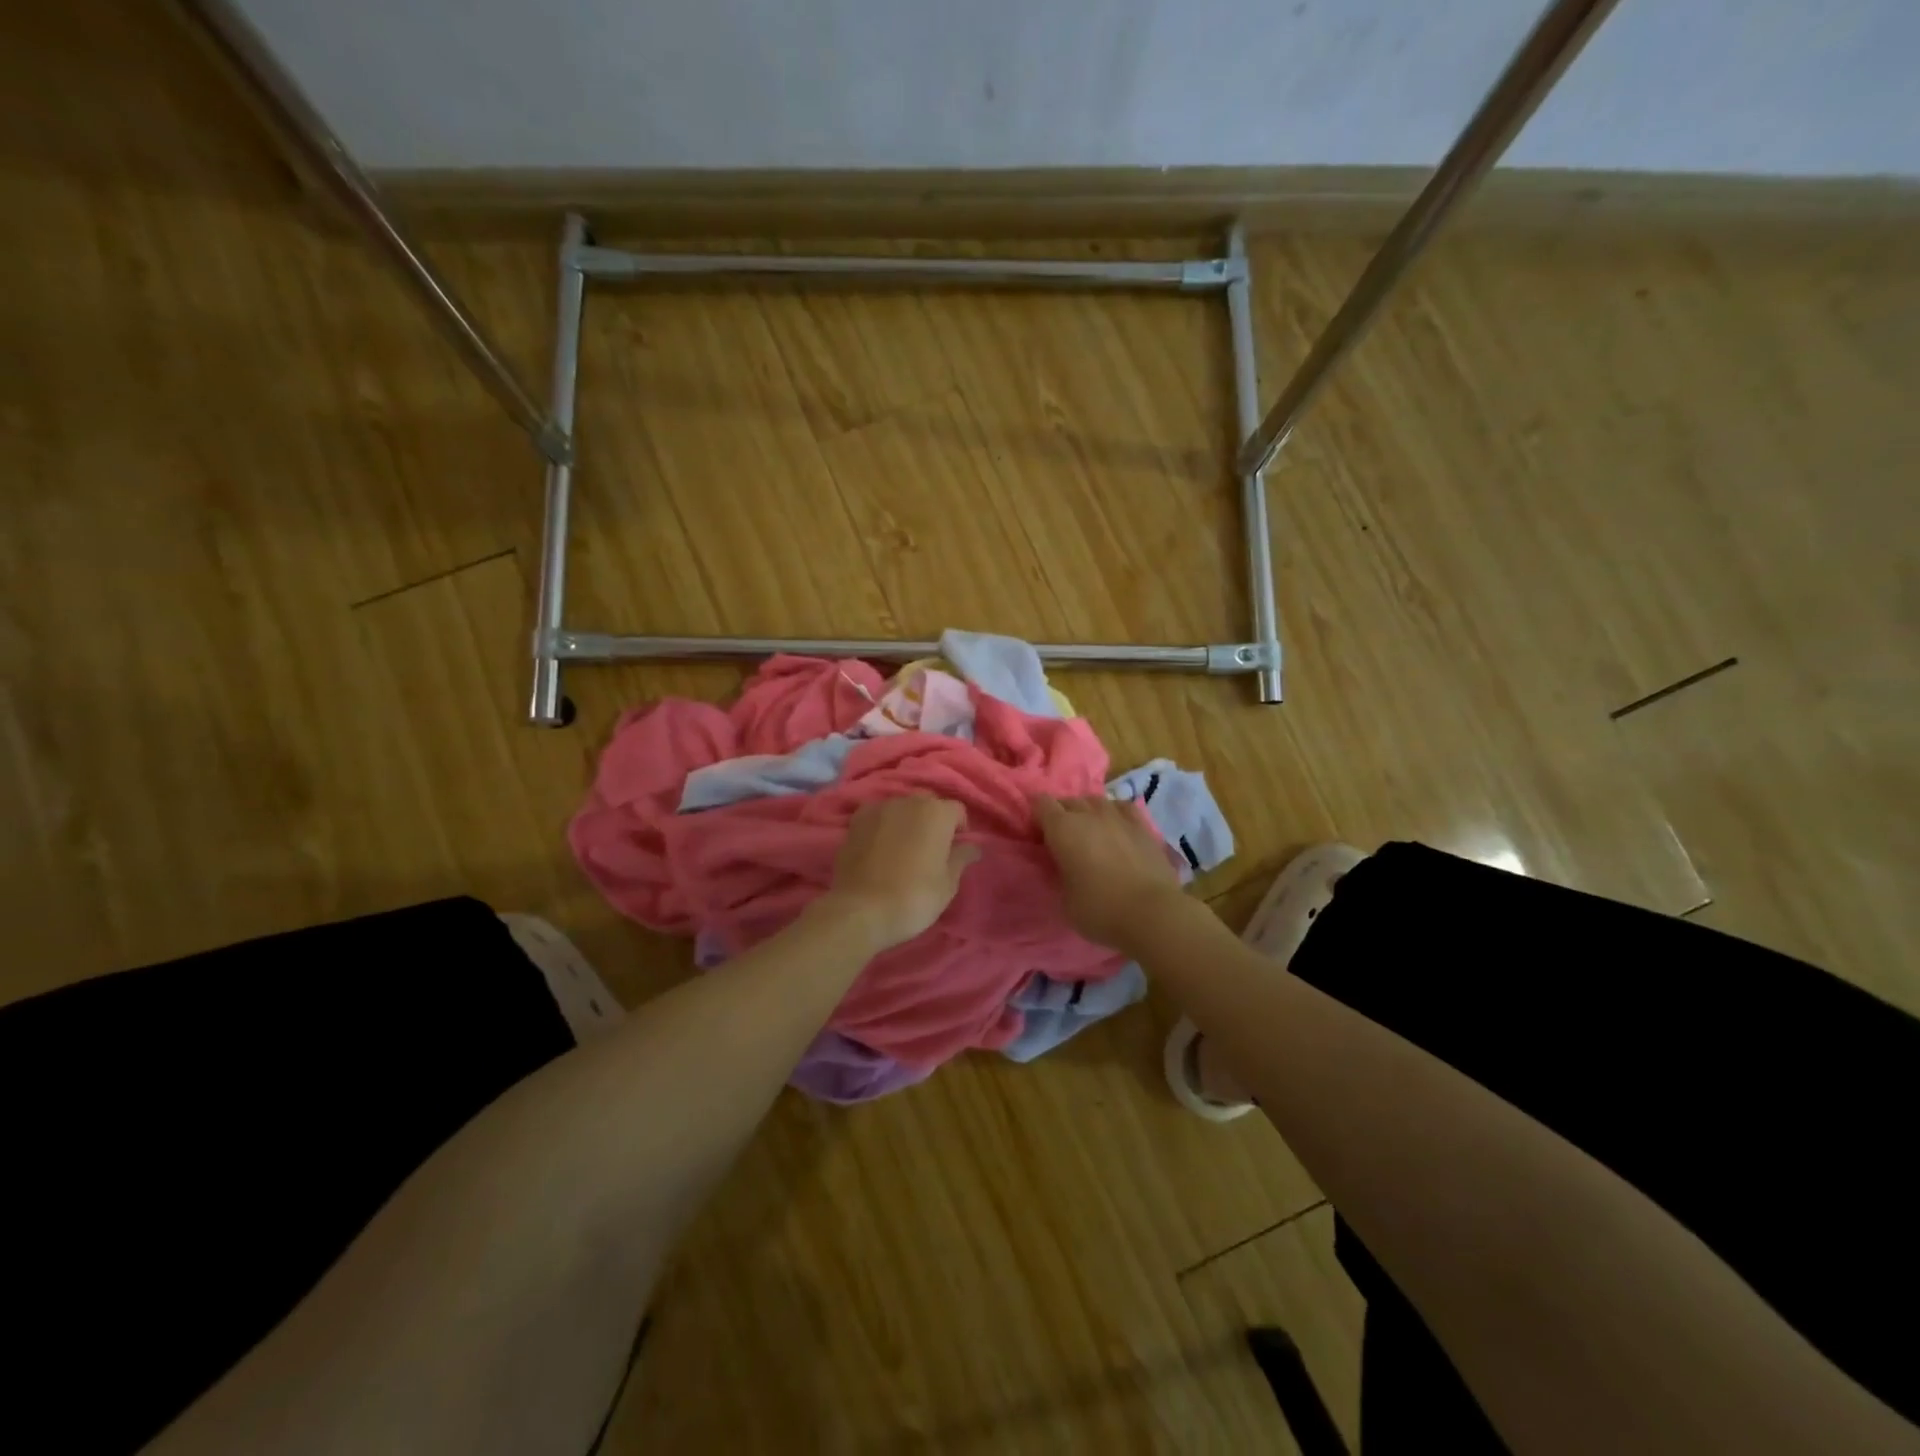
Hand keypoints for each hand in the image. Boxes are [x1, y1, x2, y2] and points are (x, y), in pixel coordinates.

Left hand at [820, 794, 979, 953]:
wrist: (860, 909)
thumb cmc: (914, 896)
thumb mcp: (948, 883)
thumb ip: (961, 858)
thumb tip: (972, 847)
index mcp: (937, 813)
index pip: (957, 811)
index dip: (959, 829)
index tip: (955, 850)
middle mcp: (908, 801)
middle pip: (928, 805)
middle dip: (932, 821)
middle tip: (930, 850)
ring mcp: (878, 808)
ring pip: (901, 809)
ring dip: (907, 822)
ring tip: (903, 850)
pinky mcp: (855, 821)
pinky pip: (878, 817)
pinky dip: (883, 827)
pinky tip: (880, 849)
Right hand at [1033, 794, 1183, 949]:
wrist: (1152, 914)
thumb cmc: (1100, 910)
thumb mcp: (1064, 899)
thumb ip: (1058, 874)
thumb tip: (1061, 865)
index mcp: (1063, 828)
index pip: (1040, 803)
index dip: (1036, 817)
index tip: (1038, 837)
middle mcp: (1089, 814)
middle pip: (1068, 800)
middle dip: (1061, 815)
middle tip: (1062, 840)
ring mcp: (1119, 816)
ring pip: (1096, 800)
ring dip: (1088, 813)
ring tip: (1090, 833)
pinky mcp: (1144, 826)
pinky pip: (1122, 807)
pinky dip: (1115, 814)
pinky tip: (1117, 827)